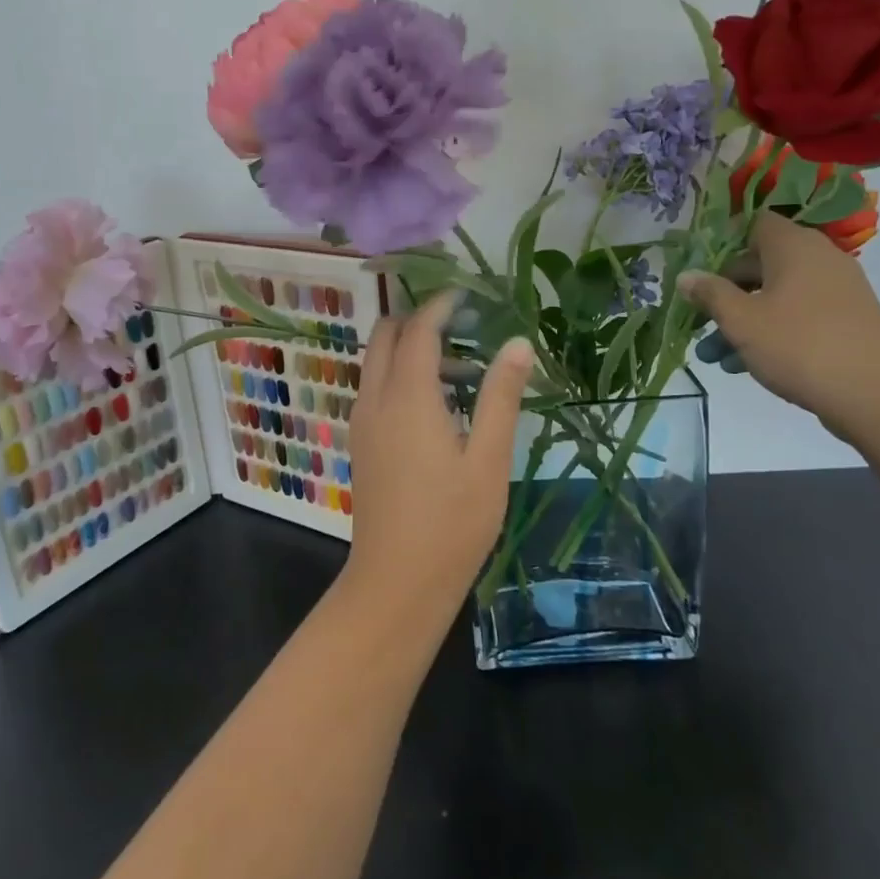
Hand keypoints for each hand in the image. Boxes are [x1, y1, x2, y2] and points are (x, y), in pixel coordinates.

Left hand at [343, 293, 534, 621]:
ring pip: (375, 363)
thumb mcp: (489, 459)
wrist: (397, 582)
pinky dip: (398, 375)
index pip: (419, 330)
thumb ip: (501, 397)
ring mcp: (362, 423)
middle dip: (417, 320)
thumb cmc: (452, 523)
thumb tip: (519, 343)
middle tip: (461, 325)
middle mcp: (376, 400)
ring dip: (408, 349)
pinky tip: (436, 406)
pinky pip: (374, 389)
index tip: (467, 296)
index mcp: (408, 397)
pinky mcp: (361, 444)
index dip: (441, 306)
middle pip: (384, 336)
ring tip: (460, 368)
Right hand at [677, 213, 879, 432]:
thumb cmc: (799, 345)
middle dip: (725, 293)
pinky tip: (748, 364)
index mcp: (793, 246)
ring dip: (743, 319)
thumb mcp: (741, 320)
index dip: (723, 243)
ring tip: (715, 355)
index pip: (754, 224)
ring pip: (776, 295)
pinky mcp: (847, 320)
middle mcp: (818, 258)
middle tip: (698, 322)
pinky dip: (772, 331)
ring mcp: (837, 290)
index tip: (700, 273)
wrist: (877, 394)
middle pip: (760, 264)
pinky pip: (799, 315)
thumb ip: (709, 294)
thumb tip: (685, 276)